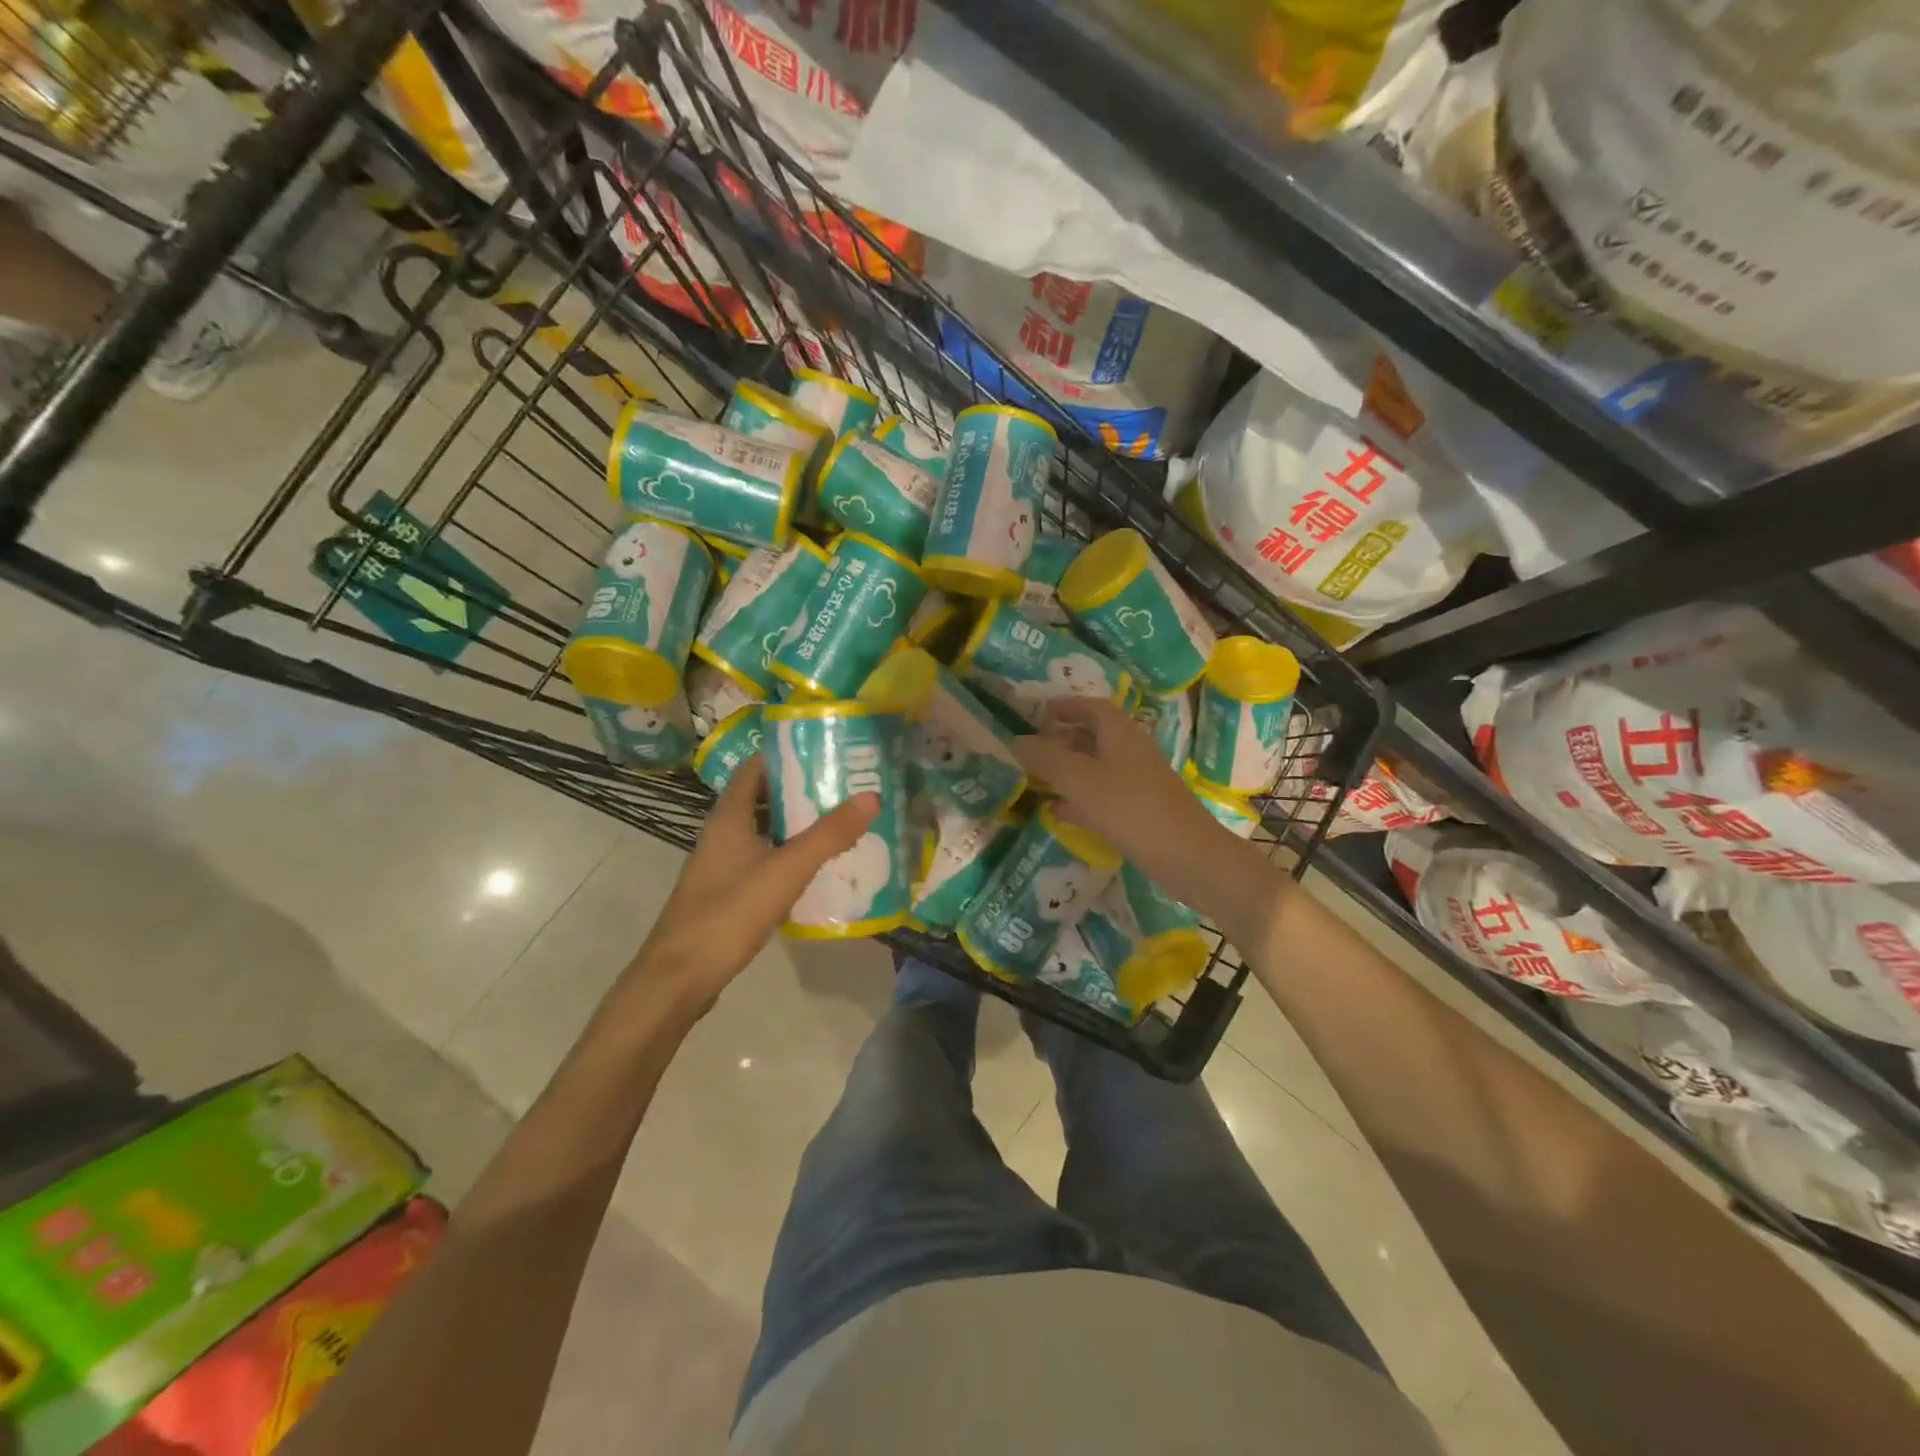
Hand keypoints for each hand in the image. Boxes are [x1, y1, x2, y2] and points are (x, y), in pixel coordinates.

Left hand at [625, 758, 877, 1010]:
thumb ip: (828, 835)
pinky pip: (763, 861)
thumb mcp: (786, 870)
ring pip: (764, 832)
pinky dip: (789, 857)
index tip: (824, 749)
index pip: (755, 768)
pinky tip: (818, 869)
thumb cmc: (729, 913)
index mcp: (729, 817)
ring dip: (796, 826)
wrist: (680, 977)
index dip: (786, 754)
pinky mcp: (727, 893)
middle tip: (844, 786)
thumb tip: (872, 797)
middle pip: (763, 799)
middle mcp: (722, 834)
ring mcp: (722, 865)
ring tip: (840, 822)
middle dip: (801, 790)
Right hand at [1012, 697, 1237, 907]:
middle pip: (1095, 735)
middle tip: (1031, 749)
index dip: (1065, 706)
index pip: (1092, 707)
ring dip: (1069, 770)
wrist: (1188, 857)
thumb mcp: (1080, 780)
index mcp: (1121, 734)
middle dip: (1062, 739)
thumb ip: (1046, 758)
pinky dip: (1080, 798)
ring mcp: (1140, 782)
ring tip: (1037, 779)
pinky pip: (1105, 796)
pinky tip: (1058, 813)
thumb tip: (1015, 740)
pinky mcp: (1142, 811)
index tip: (1037, 713)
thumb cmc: (1131, 809)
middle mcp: (1132, 751)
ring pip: (1098, 767)